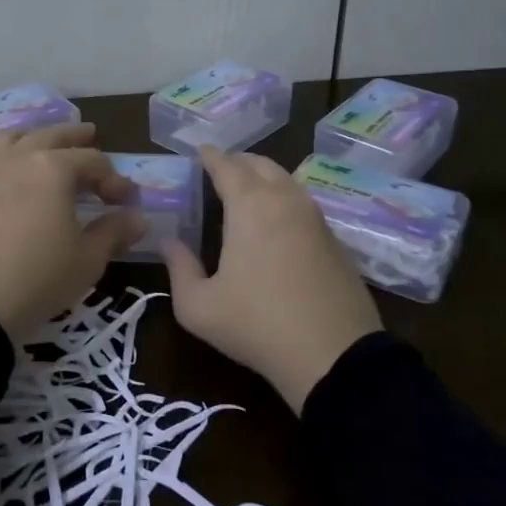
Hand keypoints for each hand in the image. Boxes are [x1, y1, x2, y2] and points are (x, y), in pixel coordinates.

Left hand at [0, 123, 144, 343]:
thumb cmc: (37, 278)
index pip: (92, 161)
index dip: (114, 179)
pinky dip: (8, 158)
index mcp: (52, 168)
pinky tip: (12, 179)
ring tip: (44, 144)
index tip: (127, 200)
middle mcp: (18, 160)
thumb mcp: (87, 260)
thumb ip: (113, 233)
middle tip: (90, 135)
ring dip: (34, 137)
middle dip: (75, 137)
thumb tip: (137, 219)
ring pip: (12, 139)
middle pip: (50, 136)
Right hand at [161, 146, 381, 413]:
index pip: (226, 165)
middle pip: (260, 164)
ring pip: (286, 180)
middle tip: (219, 169)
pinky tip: (276, 222)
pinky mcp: (335, 239)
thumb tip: (169, 242)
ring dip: (264, 178)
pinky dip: (284, 199)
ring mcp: (315, 218)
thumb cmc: (256, 325)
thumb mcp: (198, 307)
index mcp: (250, 206)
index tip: (199, 150)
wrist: (333, 355)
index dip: (210, 156)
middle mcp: (285, 200)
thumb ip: (179, 268)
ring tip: (246, 191)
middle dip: (237, 161)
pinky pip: (303, 204)